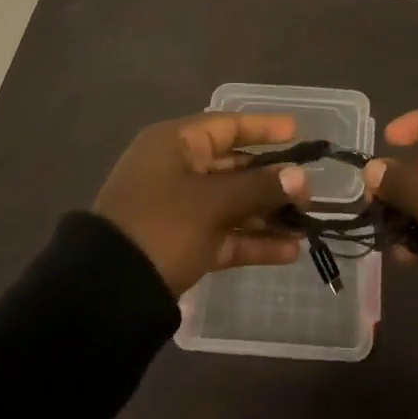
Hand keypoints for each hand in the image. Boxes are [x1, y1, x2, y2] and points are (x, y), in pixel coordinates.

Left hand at [94, 113, 312, 295]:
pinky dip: (252, 241)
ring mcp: (178, 210)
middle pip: (233, 167)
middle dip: (272, 180)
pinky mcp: (181, 245)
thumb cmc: (162, 225)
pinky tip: (290, 251)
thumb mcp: (213, 203)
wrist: (107, 292)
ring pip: (231, 204)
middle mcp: (176, 170)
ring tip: (307, 224)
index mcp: (174, 144)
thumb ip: (260, 188)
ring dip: (267, 214)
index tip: (297, 132)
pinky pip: (224, 235)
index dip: (263, 129)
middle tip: (310, 190)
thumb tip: (301, 177)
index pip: (227, 126)